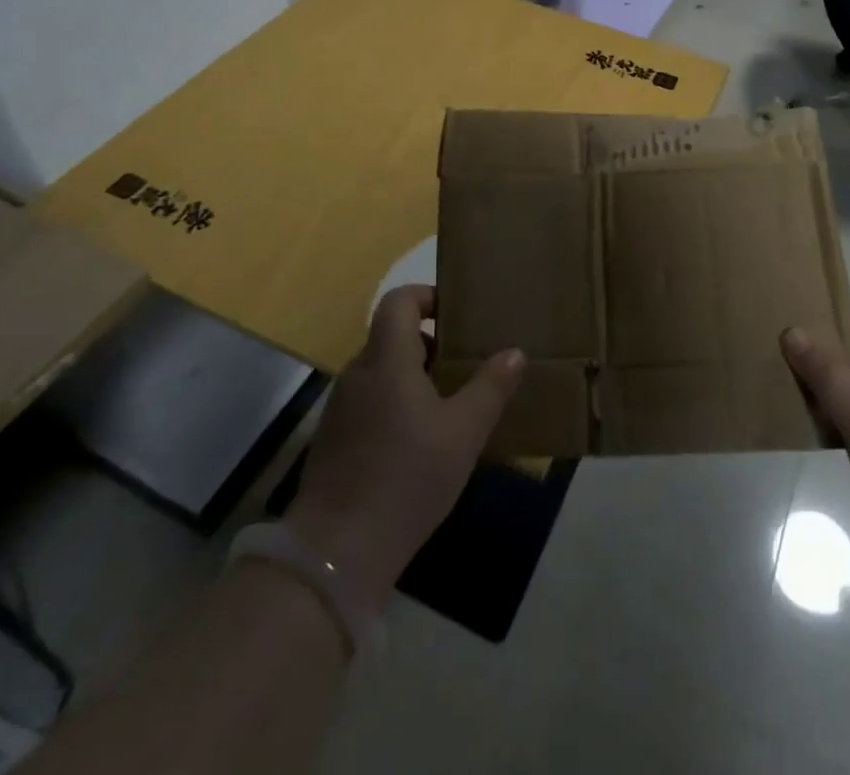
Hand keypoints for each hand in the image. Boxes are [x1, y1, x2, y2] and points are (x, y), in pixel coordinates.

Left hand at [286, 284, 523, 612]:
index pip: (398, 301)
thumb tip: (514, 353)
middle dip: (430, 344)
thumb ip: (490, 388)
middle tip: (465, 365)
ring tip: (450, 406)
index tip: (456, 314)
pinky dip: (397, 406)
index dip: (426, 295)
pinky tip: (420, 444)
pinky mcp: (334, 440)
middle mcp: (358, 373)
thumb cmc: (406, 478)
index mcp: (387, 359)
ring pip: (382, 373)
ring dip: (414, 378)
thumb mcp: (463, 433)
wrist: (336, 553)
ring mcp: (341, 408)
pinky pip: (371, 403)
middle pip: (392, 336)